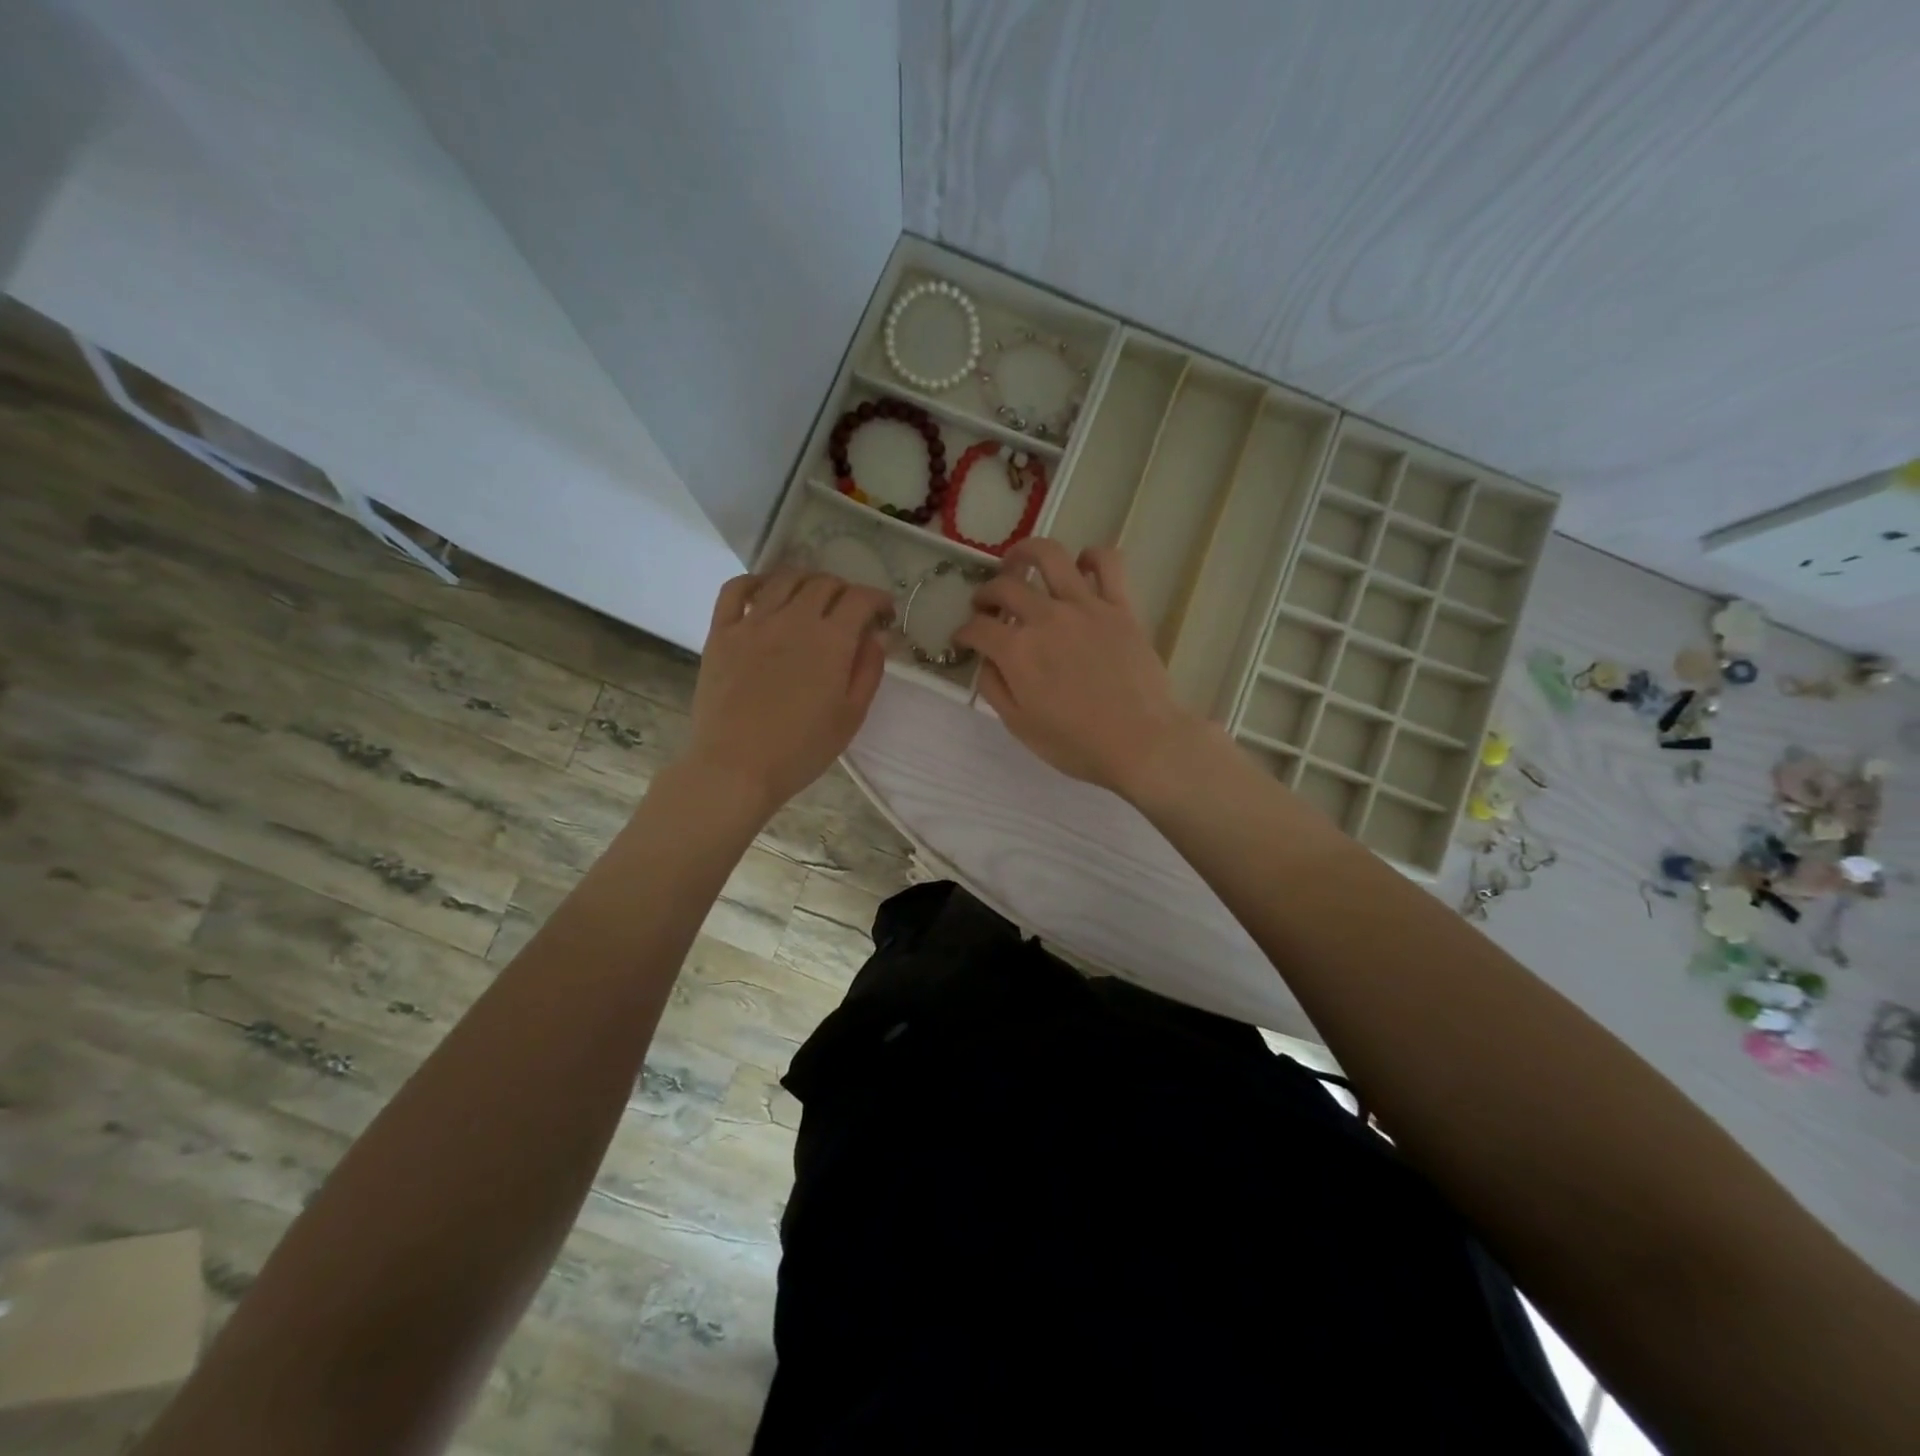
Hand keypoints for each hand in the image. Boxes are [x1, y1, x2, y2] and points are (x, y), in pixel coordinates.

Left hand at [686, 569, 892, 813]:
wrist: (736, 767)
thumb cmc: (801, 749)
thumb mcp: (851, 715)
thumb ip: (869, 670)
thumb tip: (876, 635)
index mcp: (831, 640)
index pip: (860, 598)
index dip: (878, 600)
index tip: (883, 614)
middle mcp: (793, 619)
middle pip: (825, 583)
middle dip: (845, 591)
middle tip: (849, 613)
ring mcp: (753, 622)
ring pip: (785, 579)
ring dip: (807, 582)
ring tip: (812, 600)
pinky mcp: (721, 632)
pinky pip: (736, 589)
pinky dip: (755, 581)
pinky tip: (766, 592)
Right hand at [953, 540, 1211, 799]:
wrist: (1142, 742)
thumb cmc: (1078, 744)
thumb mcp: (1020, 727)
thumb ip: (995, 688)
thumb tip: (986, 661)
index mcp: (1017, 651)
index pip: (977, 628)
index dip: (963, 632)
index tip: (963, 639)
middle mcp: (1046, 618)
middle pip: (1005, 587)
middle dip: (985, 593)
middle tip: (985, 605)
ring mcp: (1085, 606)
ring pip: (1050, 556)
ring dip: (1026, 552)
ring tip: (1018, 561)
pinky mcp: (1120, 605)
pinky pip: (1107, 563)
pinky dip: (1092, 556)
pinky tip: (1081, 565)